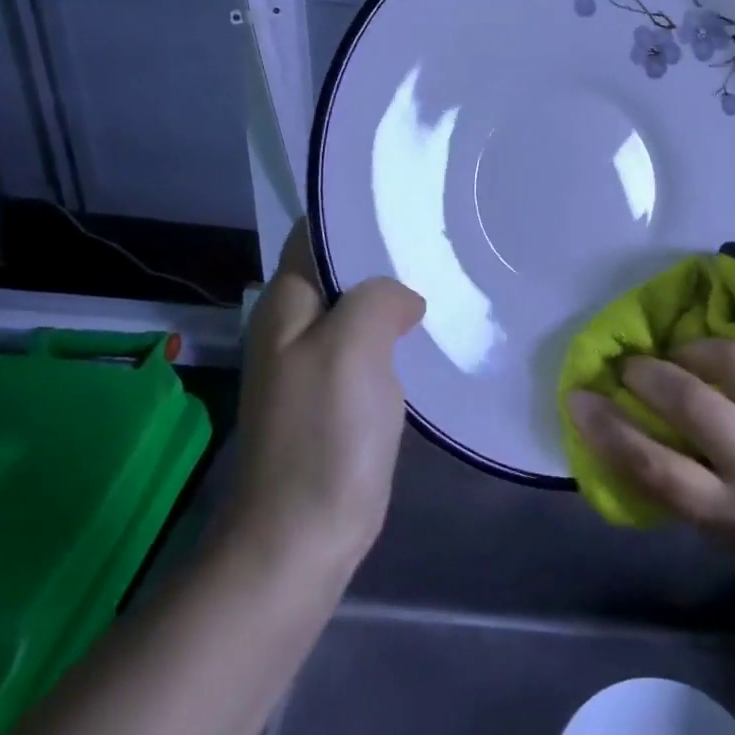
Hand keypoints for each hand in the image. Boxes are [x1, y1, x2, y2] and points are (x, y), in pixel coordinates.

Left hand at [221, 219, 424, 575]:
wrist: (303, 534)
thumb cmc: (324, 433)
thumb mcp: (351, 346)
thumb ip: (377, 298)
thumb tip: (404, 300)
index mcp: (286, 304)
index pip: (315, 234)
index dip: (354, 212)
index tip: (408, 199)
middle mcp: (295, 326)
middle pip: (341, 270)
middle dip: (385, 253)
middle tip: (441, 236)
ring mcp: (317, 364)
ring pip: (360, 310)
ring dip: (395, 296)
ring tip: (447, 275)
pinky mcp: (339, 397)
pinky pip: (371, 348)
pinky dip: (398, 335)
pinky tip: (432, 332)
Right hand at [568, 336, 734, 610]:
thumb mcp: (718, 537)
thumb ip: (677, 483)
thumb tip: (626, 423)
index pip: (655, 467)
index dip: (607, 427)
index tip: (577, 397)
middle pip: (691, 401)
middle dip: (647, 373)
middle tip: (633, 368)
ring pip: (734, 359)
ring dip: (694, 349)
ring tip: (684, 355)